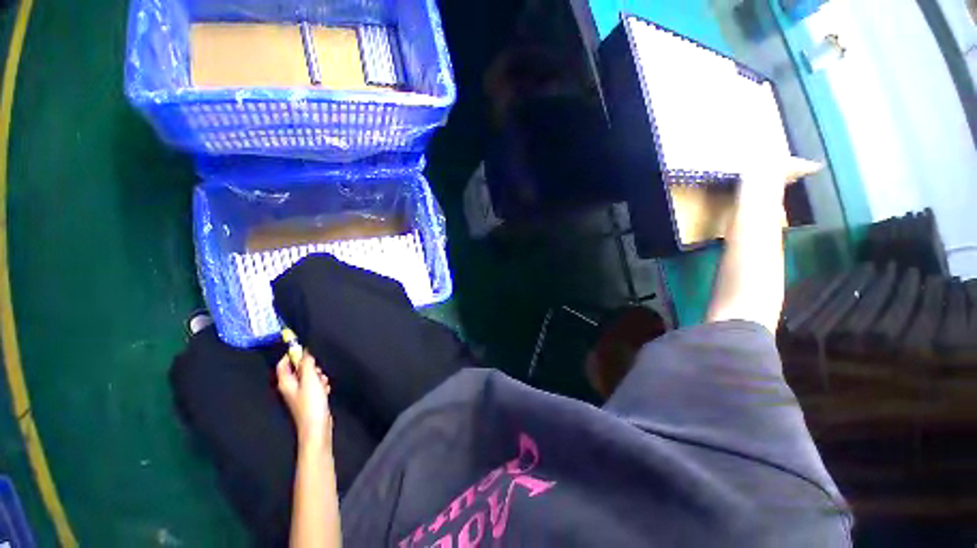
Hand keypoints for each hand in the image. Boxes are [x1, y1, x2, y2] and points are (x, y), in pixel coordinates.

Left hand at [276, 351, 332, 451]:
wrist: (317, 426)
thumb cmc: (311, 403)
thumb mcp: (310, 379)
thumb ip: (307, 364)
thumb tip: (304, 351)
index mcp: (285, 382)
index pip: (283, 363)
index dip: (292, 355)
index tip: (305, 351)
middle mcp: (290, 387)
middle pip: (299, 369)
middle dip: (310, 366)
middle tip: (317, 370)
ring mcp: (300, 394)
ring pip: (309, 377)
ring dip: (318, 376)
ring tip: (323, 382)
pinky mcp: (310, 399)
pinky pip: (315, 385)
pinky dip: (321, 384)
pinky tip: (326, 389)